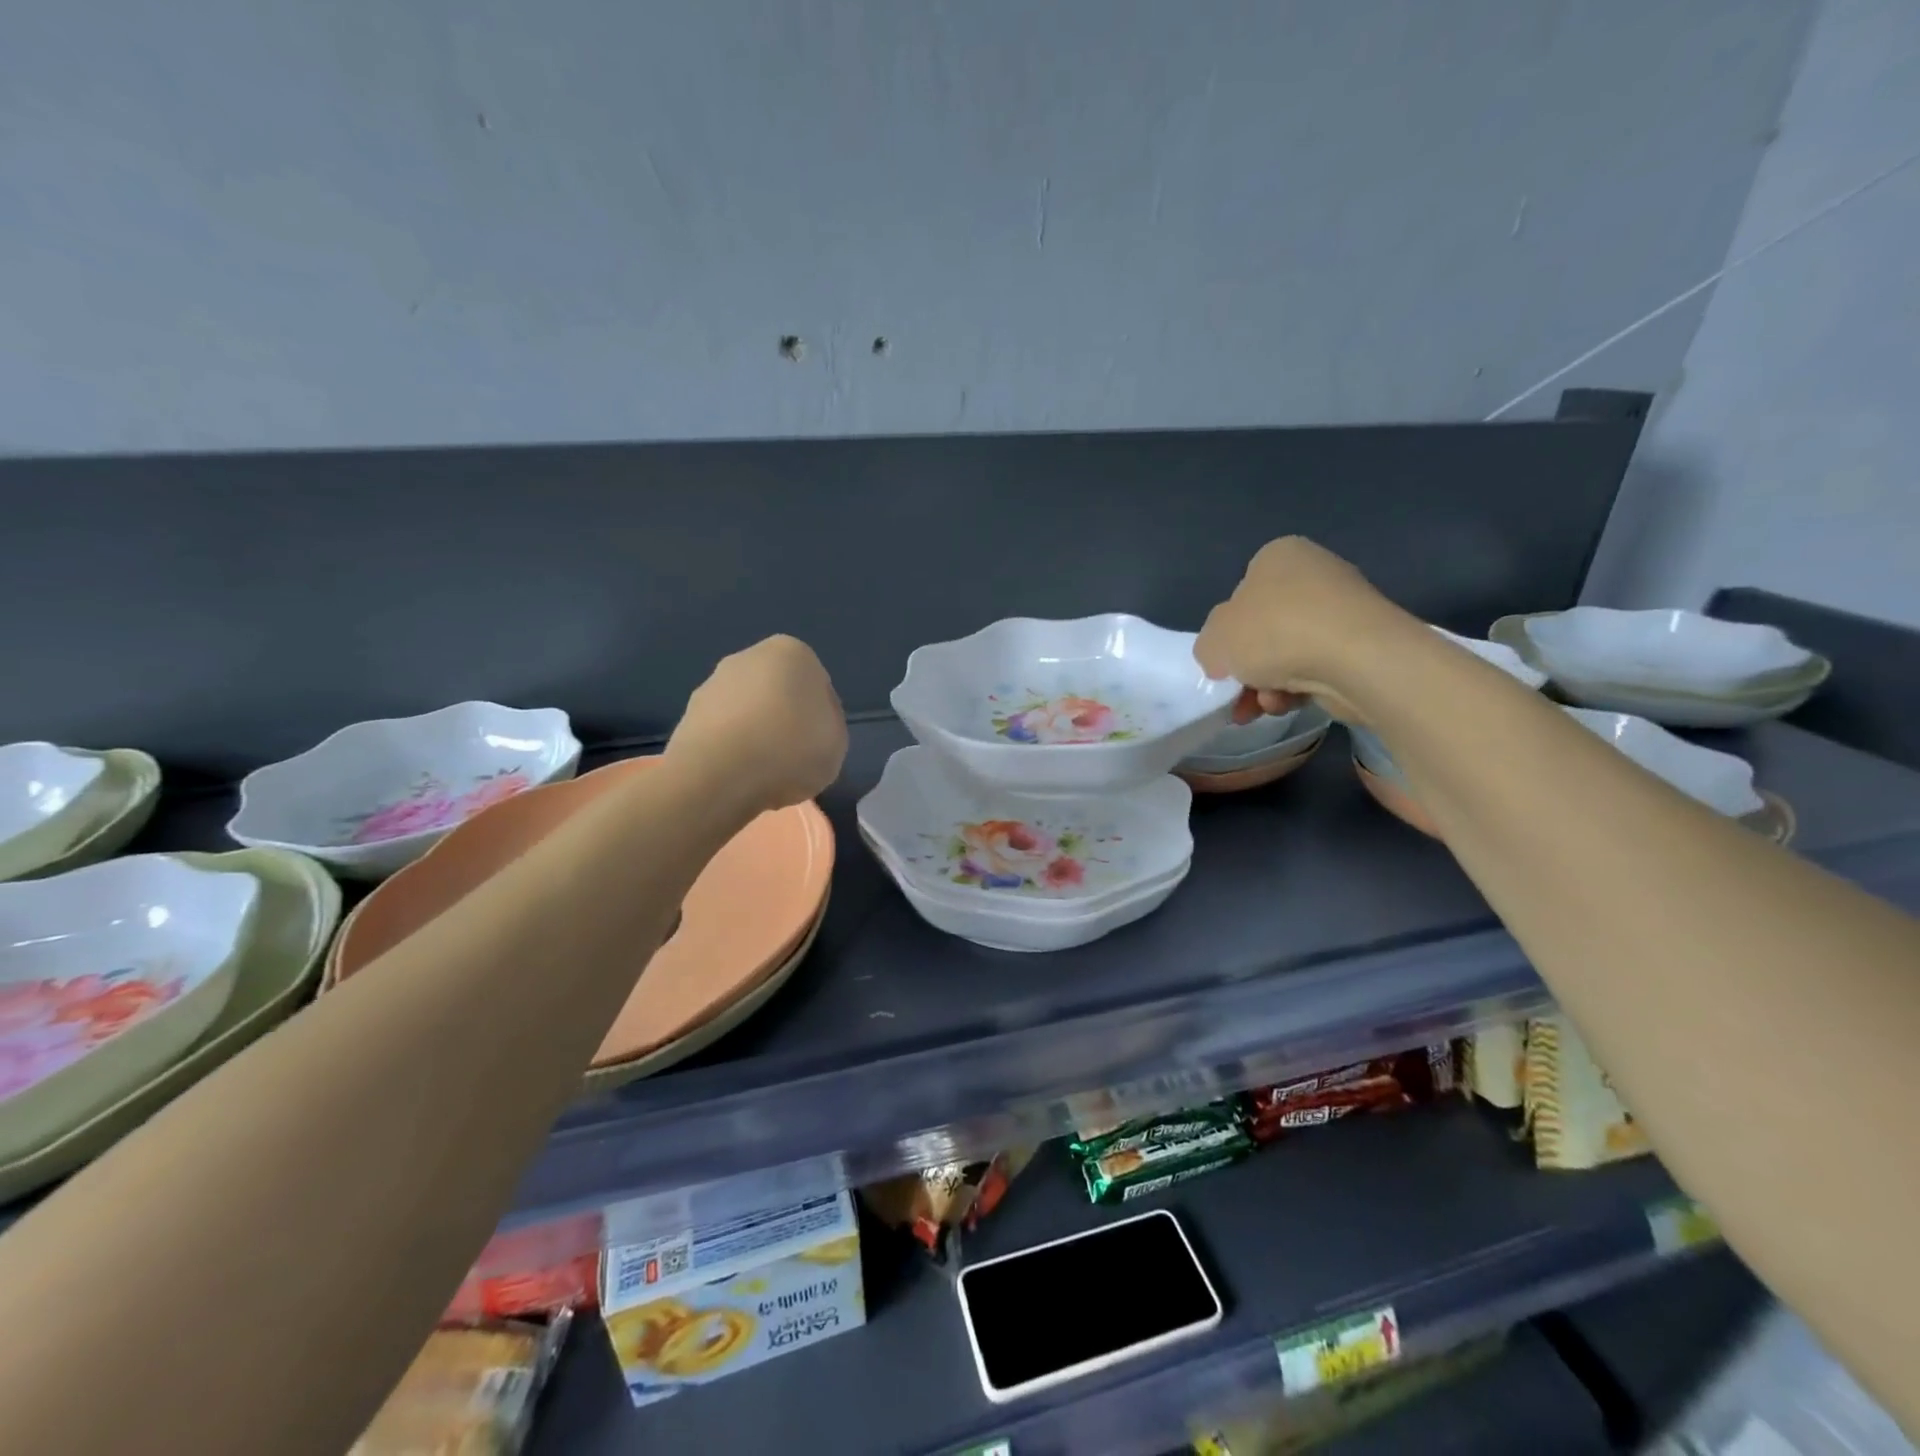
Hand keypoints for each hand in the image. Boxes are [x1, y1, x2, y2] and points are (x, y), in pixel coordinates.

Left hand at [667, 636, 848, 813]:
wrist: (720, 774)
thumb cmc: (791, 748)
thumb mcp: (837, 741)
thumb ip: (829, 724)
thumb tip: (810, 723)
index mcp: (792, 653)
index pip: (817, 685)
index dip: (821, 718)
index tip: (819, 745)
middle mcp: (748, 657)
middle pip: (777, 693)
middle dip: (784, 720)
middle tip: (793, 759)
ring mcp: (712, 685)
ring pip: (747, 713)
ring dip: (755, 736)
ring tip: (764, 775)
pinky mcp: (687, 715)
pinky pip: (722, 734)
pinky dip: (731, 752)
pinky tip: (739, 778)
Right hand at [1194, 537, 1416, 724]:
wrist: (1356, 658)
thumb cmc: (1274, 632)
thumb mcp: (1214, 640)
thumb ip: (1208, 647)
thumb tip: (1224, 659)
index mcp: (1277, 556)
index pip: (1240, 595)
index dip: (1227, 633)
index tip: (1223, 661)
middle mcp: (1313, 573)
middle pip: (1263, 630)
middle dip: (1248, 668)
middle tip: (1237, 693)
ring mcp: (1342, 609)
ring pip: (1287, 654)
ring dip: (1267, 684)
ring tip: (1263, 706)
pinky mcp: (1363, 643)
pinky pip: (1317, 668)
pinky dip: (1298, 689)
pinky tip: (1290, 704)